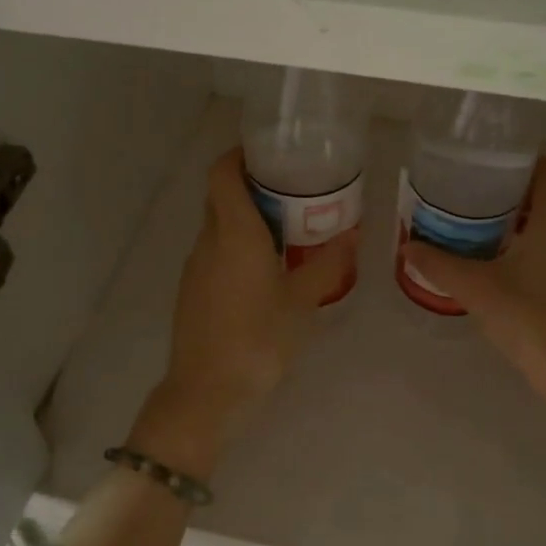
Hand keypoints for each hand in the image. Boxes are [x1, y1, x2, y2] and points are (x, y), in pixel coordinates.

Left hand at [137, 148, 357, 472]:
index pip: (222, 173)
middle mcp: (208, 241)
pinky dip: (238, 245)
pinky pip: (215, 251)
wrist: (206, 393)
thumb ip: (327, 265)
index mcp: (234, 234)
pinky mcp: (193, 290)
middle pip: (220, 195)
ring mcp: (196, 266)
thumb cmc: (257, 340)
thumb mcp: (302, 302)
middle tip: (293, 189)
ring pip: (218, 225)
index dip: (239, 154)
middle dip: (251, 185)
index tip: (270, 152)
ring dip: (246, 217)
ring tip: (288, 227)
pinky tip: (268, 268)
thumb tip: (352, 235)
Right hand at [403, 157, 545, 414]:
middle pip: (543, 195)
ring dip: (513, 222)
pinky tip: (493, 264)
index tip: (481, 167)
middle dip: (504, 193)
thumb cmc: (533, 320)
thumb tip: (408, 246)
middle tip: (464, 198)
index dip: (516, 161)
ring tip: (470, 229)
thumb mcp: (478, 289)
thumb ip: (440, 264)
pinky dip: (525, 246)